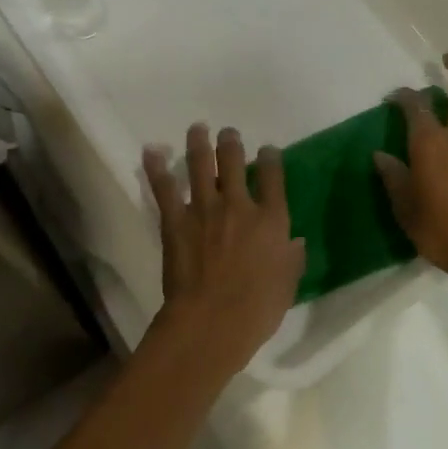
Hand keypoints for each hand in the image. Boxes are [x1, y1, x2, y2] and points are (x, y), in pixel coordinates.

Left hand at [143, 125, 305, 371]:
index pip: (274, 177)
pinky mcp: (175, 220)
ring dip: (199, 143)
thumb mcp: (287, 284)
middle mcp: (239, 205)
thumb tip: (295, 242)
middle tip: (228, 133)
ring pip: (200, 164)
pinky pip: (164, 187)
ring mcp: (204, 209)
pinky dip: (157, 167)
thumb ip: (292, 258)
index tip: (267, 151)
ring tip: (197, 128)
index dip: (271, 159)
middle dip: (231, 143)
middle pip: (234, 162)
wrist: (212, 320)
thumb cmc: (257, 309)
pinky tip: (152, 151)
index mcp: (272, 220)